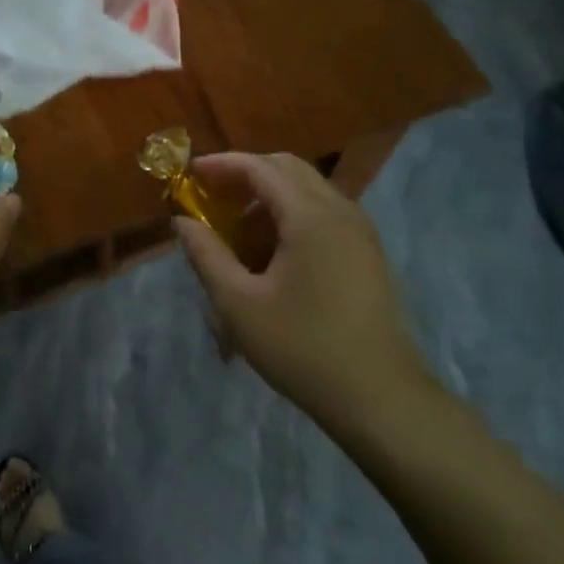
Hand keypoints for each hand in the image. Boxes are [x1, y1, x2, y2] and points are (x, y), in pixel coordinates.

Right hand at [173, 153, 435, 438]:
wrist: (381, 399)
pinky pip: (323, 214)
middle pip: (287, 168)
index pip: (260, 167)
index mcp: (310, 216)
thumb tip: (182, 221)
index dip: (221, 165)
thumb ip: (206, 254)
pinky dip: (291, 217)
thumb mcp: (238, 304)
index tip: (189, 174)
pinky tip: (272, 256)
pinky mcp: (367, 254)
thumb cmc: (302, 348)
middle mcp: (341, 211)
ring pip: (307, 190)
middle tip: (211, 198)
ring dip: (268, 198)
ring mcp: (360, 232)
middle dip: (245, 175)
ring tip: (237, 234)